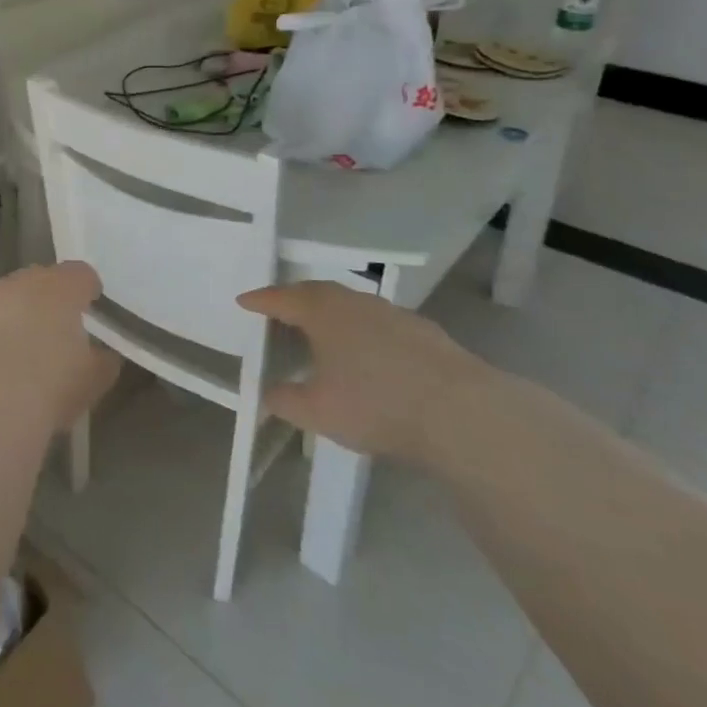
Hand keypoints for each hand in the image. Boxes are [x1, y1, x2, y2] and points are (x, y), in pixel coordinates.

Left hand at [0, 262, 120, 431]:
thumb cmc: (52, 385)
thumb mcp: (93, 381)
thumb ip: (102, 362)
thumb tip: (103, 357)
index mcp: (63, 288)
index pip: (81, 274)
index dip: (86, 289)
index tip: (89, 308)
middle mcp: (23, 282)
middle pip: (38, 281)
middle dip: (44, 302)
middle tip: (50, 335)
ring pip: (2, 297)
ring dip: (9, 315)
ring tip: (11, 353)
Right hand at [237, 281, 488, 463]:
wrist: (462, 414)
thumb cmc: (376, 404)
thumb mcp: (317, 411)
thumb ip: (284, 400)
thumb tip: (267, 394)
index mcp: (322, 311)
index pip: (280, 298)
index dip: (260, 301)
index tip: (243, 302)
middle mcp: (355, 302)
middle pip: (316, 293)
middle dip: (294, 300)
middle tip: (279, 311)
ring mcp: (393, 313)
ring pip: (351, 305)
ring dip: (331, 314)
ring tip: (321, 332)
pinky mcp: (424, 332)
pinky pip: (379, 322)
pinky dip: (362, 331)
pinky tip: (368, 354)